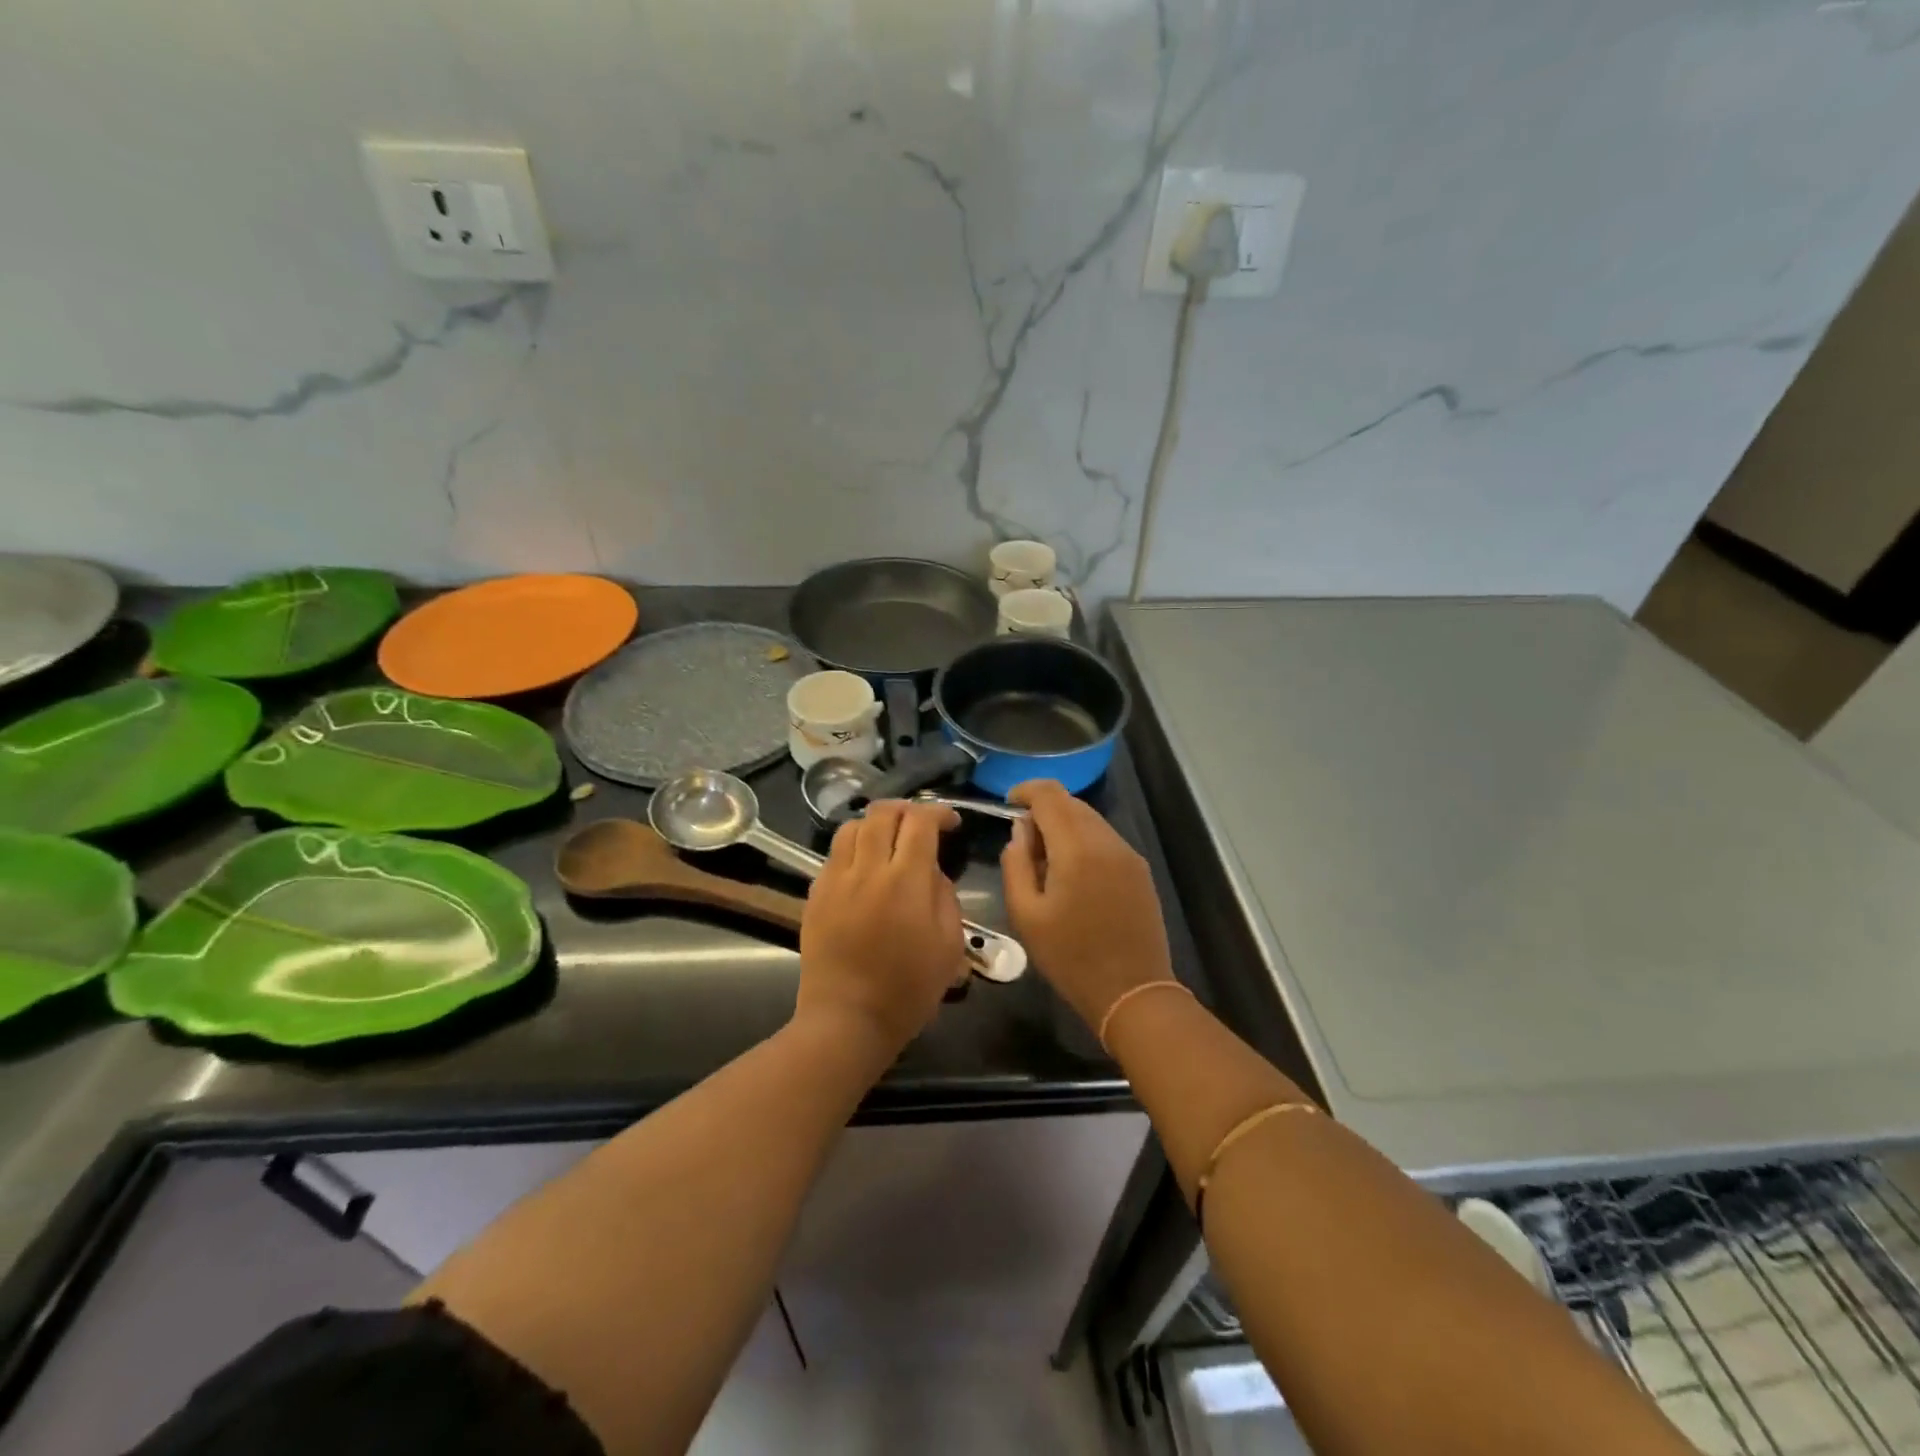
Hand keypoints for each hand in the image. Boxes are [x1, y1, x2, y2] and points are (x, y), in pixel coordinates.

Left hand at [797, 800, 964, 1058]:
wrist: (847, 1019)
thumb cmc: (908, 990)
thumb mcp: (949, 945)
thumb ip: (945, 896)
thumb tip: (932, 869)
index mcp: (906, 881)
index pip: (921, 822)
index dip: (939, 812)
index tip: (951, 822)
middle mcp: (868, 869)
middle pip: (883, 813)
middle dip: (907, 809)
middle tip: (921, 824)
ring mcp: (836, 879)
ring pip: (853, 827)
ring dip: (876, 825)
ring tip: (890, 841)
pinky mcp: (815, 894)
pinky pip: (835, 853)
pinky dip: (854, 847)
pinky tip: (865, 867)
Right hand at [1002, 779, 1173, 1029]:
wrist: (1132, 991)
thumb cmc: (1070, 957)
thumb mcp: (1026, 915)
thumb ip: (1016, 864)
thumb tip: (1020, 832)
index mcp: (1076, 848)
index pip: (1050, 794)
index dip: (1025, 790)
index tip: (1008, 804)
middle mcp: (1107, 841)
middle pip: (1071, 803)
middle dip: (1044, 811)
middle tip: (1024, 845)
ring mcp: (1128, 854)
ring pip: (1090, 820)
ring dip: (1064, 827)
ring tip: (1047, 863)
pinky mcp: (1140, 870)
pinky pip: (1105, 840)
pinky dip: (1084, 842)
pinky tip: (1074, 876)